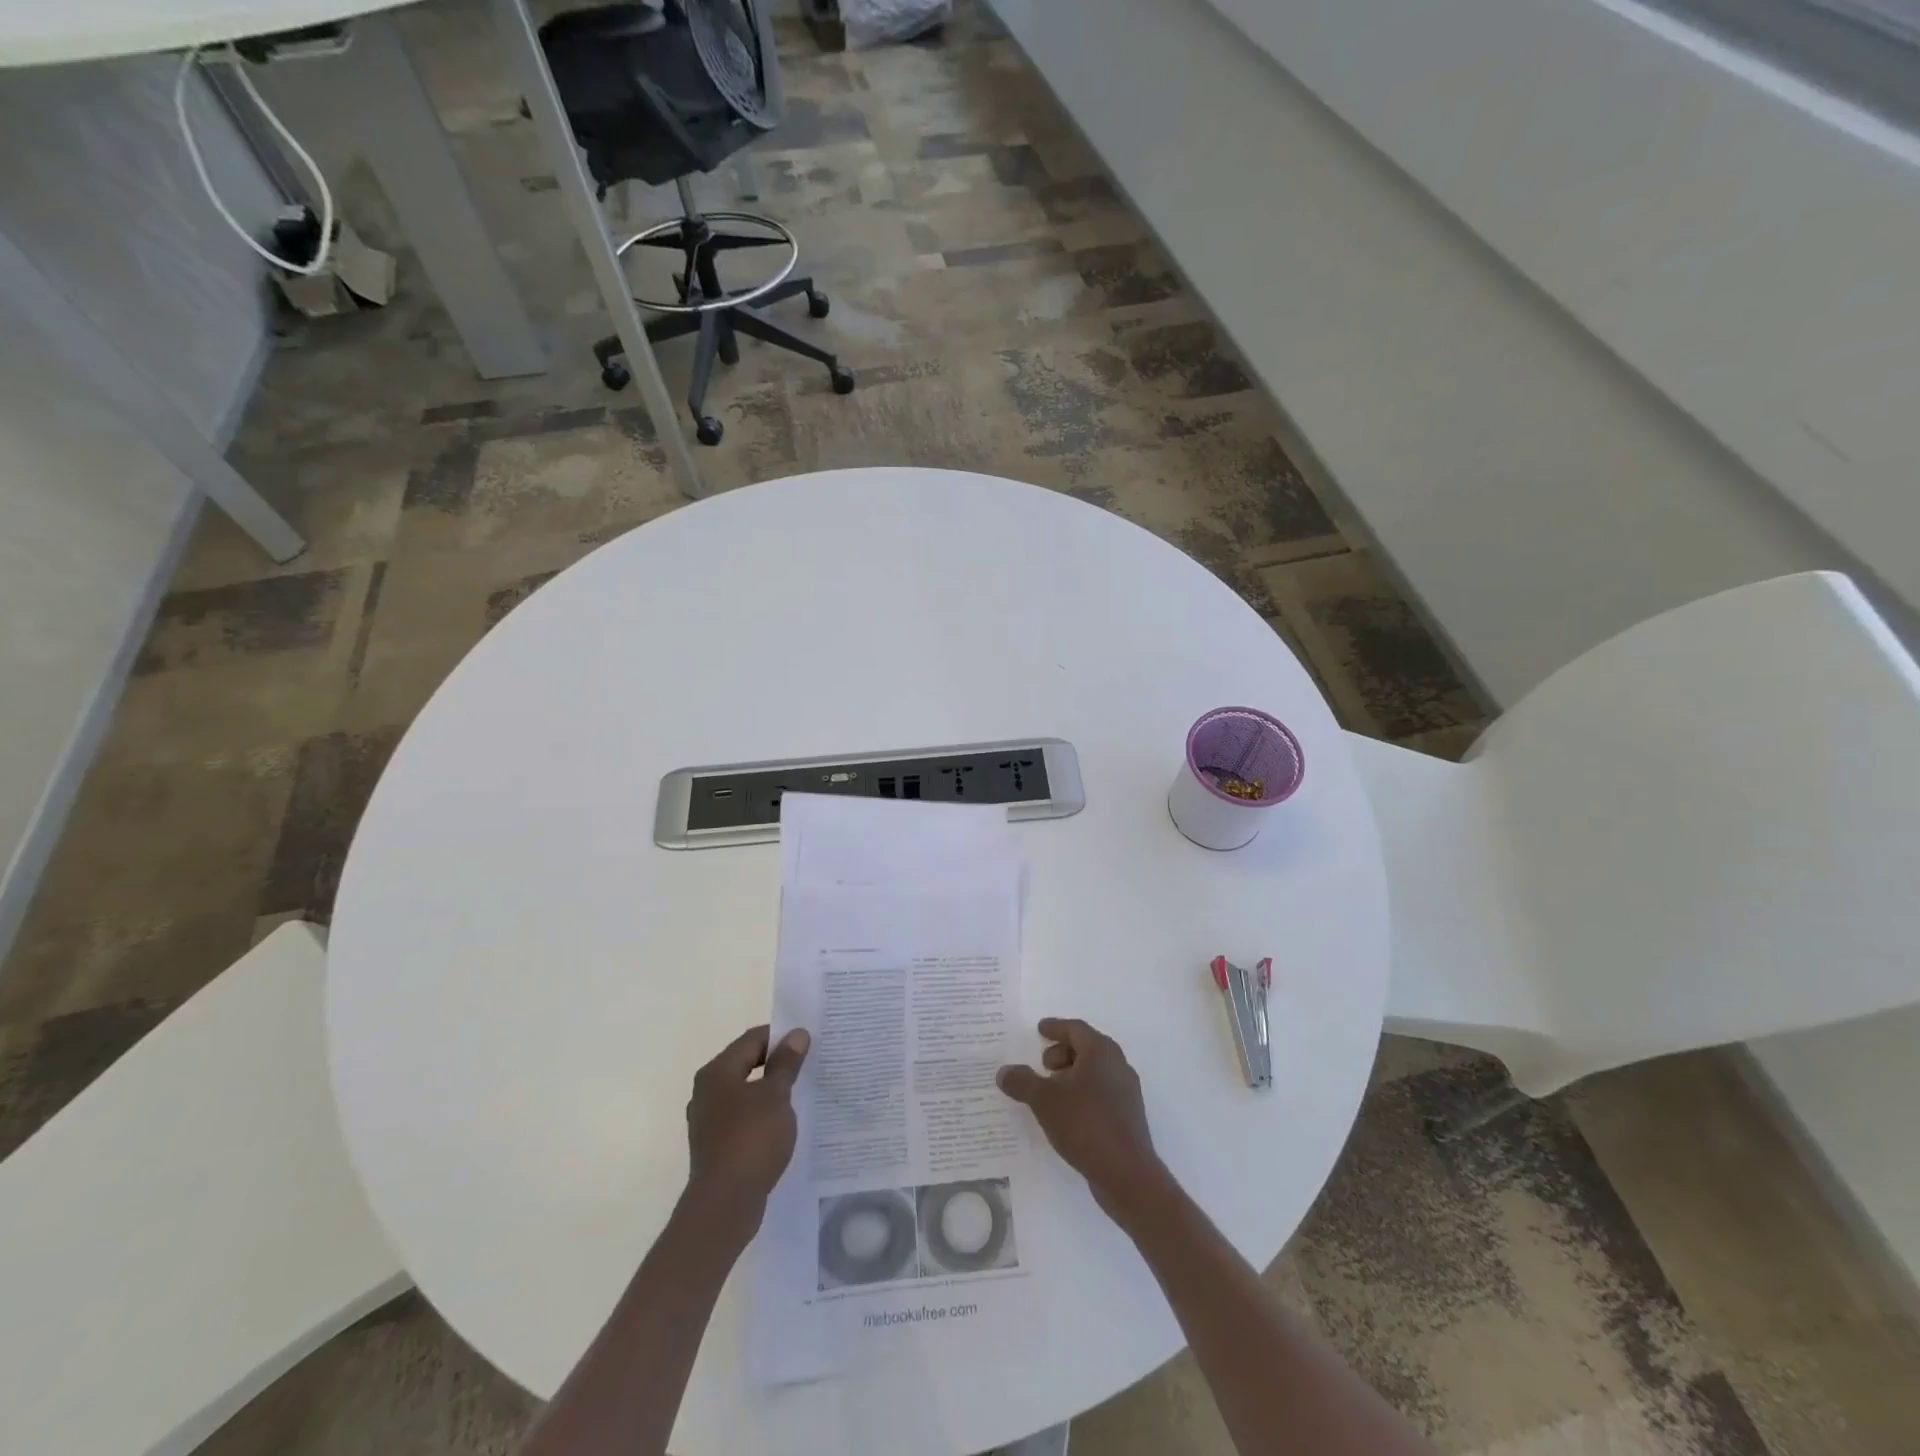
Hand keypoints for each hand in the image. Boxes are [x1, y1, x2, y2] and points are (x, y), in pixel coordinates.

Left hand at [683, 1025, 810, 1242]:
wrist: (724, 1205)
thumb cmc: (751, 1139)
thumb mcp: (776, 1095)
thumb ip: (786, 1063)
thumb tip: (796, 1034)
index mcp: (717, 1072)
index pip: (752, 1039)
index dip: (781, 1037)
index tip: (808, 1042)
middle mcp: (706, 1091)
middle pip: (746, 1063)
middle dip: (776, 1063)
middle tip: (808, 1064)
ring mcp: (708, 1121)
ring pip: (744, 1092)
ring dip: (770, 1090)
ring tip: (800, 1094)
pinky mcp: (715, 1146)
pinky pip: (742, 1118)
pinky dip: (762, 1114)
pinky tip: (782, 1125)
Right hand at [998, 1018, 1167, 1225]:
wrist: (1126, 1173)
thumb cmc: (1084, 1124)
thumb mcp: (1044, 1100)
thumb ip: (1022, 1082)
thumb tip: (1004, 1072)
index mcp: (1101, 1051)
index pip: (1075, 1029)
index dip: (1055, 1028)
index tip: (1040, 1029)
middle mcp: (1117, 1065)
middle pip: (1087, 1048)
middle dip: (1062, 1053)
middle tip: (1043, 1066)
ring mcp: (1126, 1091)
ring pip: (1095, 1072)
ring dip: (1072, 1075)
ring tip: (1050, 1092)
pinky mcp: (1128, 1116)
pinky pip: (1100, 1093)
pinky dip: (1082, 1093)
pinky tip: (1066, 1114)